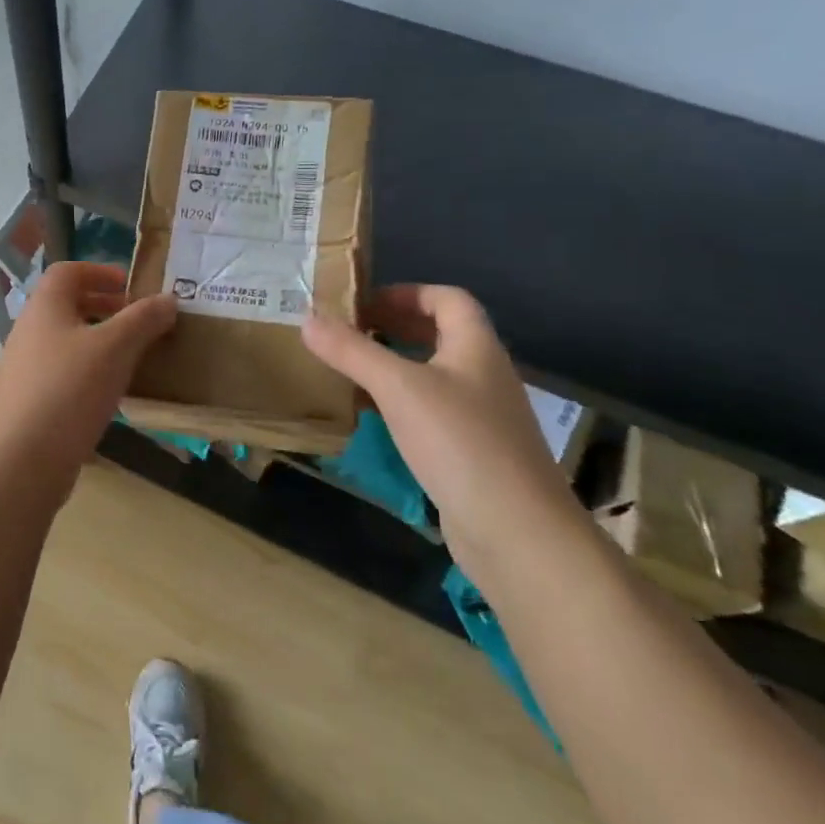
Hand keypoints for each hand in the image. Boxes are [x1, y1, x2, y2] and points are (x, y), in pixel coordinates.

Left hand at [0, 260, 176, 496]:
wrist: (22, 459)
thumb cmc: (70, 389)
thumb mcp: (116, 348)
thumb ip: (143, 319)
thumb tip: (168, 298)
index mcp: (44, 306)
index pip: (67, 271)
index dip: (99, 271)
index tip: (130, 286)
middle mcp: (29, 330)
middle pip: (67, 305)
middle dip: (105, 308)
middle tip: (138, 322)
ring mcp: (25, 368)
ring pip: (66, 341)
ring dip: (99, 342)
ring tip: (132, 358)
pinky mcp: (28, 401)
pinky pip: (62, 373)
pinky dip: (88, 372)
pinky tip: (111, 395)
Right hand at [302, 285, 584, 562]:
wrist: (516, 531)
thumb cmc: (459, 442)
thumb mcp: (397, 388)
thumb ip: (352, 351)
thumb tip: (308, 318)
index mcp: (476, 348)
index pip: (448, 299)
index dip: (407, 292)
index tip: (364, 303)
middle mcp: (484, 376)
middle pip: (440, 336)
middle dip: (395, 328)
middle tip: (349, 333)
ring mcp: (481, 417)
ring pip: (434, 377)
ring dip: (394, 368)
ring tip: (351, 371)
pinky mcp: (472, 453)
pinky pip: (431, 413)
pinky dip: (400, 406)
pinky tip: (372, 419)